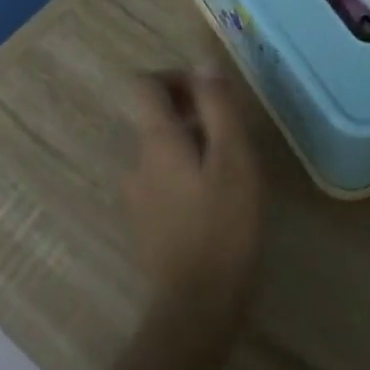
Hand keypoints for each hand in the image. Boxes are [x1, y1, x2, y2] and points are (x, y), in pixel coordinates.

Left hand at [122, 66, 265, 314]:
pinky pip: (162, 179)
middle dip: (192, 114)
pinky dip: (186, 175)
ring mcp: (136, 195)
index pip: (143, 85)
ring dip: (192, 146)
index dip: (174, 77)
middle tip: (233, 136)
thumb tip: (204, 64)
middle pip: (154, 117)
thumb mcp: (234, 158)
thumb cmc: (223, 225)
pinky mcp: (144, 222)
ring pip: (162, 150)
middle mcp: (136, 161)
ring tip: (231, 172)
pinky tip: (216, 203)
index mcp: (155, 141)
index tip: (209, 94)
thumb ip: (218, 107)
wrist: (197, 305)